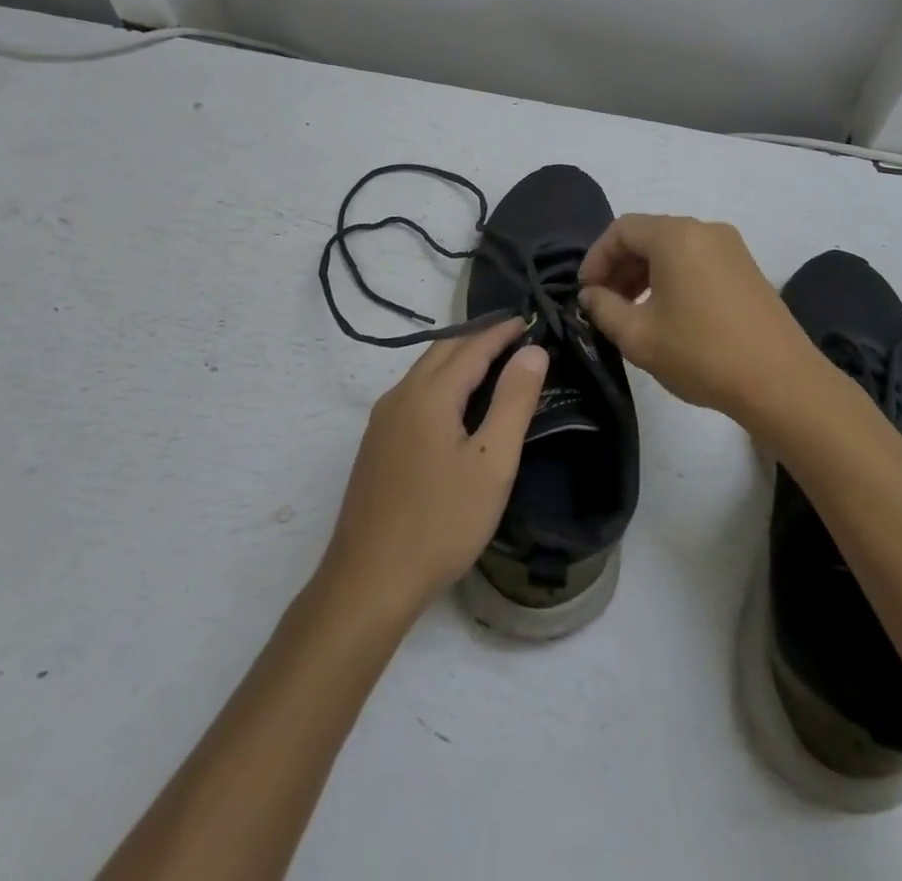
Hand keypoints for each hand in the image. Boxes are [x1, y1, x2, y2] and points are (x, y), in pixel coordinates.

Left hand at [321, 320, 547, 621]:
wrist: (369, 581)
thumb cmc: (441, 522)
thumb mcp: (492, 463)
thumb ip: (514, 401)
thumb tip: (532, 351)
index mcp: (429, 394)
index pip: (473, 346)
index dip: (502, 331)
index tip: (530, 321)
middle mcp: (400, 396)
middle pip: (444, 350)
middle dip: (480, 338)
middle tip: (516, 337)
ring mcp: (382, 420)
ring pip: (426, 372)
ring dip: (459, 359)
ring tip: (494, 365)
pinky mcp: (376, 444)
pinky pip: (415, 394)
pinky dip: (442, 382)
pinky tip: (457, 406)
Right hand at [578, 214, 816, 421]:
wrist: (781, 382)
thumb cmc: (702, 354)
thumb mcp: (639, 336)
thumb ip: (603, 309)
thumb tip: (591, 295)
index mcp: (675, 236)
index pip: (621, 230)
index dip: (596, 258)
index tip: (586, 293)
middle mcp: (704, 229)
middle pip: (648, 235)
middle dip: (619, 266)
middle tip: (604, 304)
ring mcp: (731, 247)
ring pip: (673, 248)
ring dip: (644, 273)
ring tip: (632, 312)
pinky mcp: (746, 268)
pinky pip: (697, 259)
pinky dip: (672, 277)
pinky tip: (668, 313)